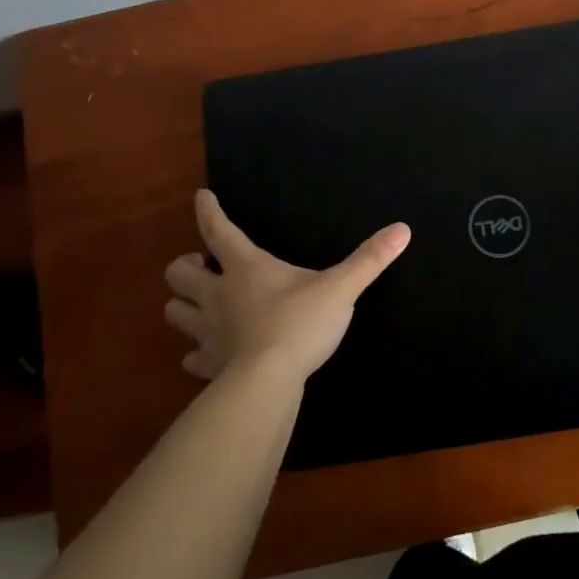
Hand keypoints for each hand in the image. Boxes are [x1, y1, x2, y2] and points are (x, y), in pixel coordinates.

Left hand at [164, 189, 409, 381]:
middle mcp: (219, 295)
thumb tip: (402, 229)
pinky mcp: (210, 365)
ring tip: (199, 304)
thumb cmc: (301, 324)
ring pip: (175, 313)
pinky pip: (192, 358)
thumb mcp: (341, 288)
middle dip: (185, 266)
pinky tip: (206, 355)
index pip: (218, 231)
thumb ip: (370, 259)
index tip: (201, 196)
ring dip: (183, 306)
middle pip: (179, 274)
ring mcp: (209, 332)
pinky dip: (195, 354)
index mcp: (246, 268)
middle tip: (202, 266)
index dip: (208, 211)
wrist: (268, 383)